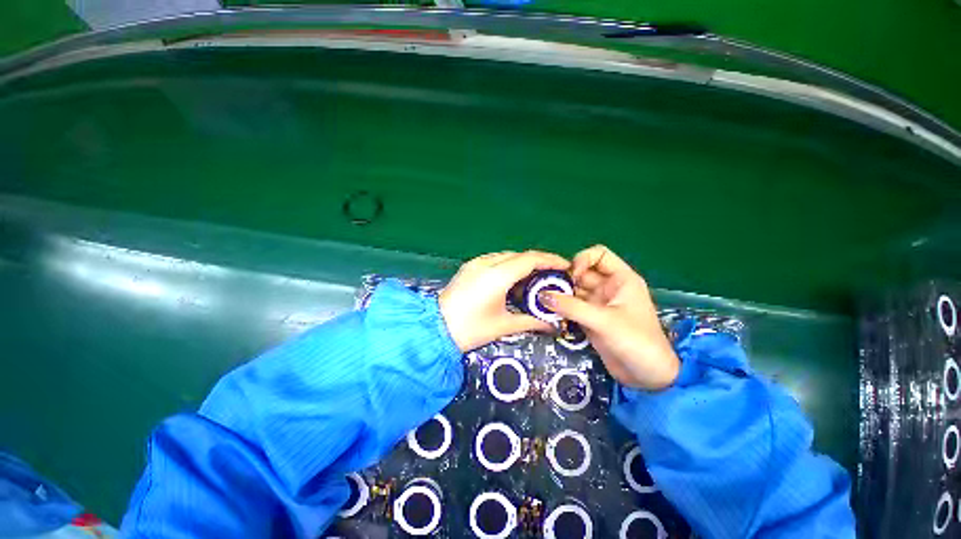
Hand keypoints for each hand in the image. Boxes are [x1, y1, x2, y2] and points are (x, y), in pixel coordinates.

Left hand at [439, 251, 569, 351]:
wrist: (435, 330)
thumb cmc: (470, 329)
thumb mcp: (503, 326)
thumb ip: (531, 321)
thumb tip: (553, 324)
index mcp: (497, 275)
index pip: (530, 259)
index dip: (550, 260)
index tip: (565, 266)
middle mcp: (486, 263)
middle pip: (519, 255)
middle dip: (538, 263)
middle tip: (552, 276)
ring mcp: (475, 263)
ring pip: (506, 256)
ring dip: (522, 264)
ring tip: (533, 279)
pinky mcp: (469, 267)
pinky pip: (494, 260)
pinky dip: (508, 266)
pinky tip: (512, 281)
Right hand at [541, 245, 679, 389]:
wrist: (647, 377)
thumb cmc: (636, 342)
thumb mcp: (604, 321)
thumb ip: (572, 307)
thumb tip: (541, 295)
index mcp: (621, 279)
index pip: (599, 254)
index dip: (582, 260)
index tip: (571, 276)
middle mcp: (608, 287)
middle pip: (581, 273)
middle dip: (565, 279)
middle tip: (546, 289)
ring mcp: (598, 304)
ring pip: (574, 290)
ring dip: (559, 294)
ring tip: (542, 301)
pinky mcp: (590, 319)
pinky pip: (571, 306)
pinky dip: (560, 308)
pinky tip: (548, 312)